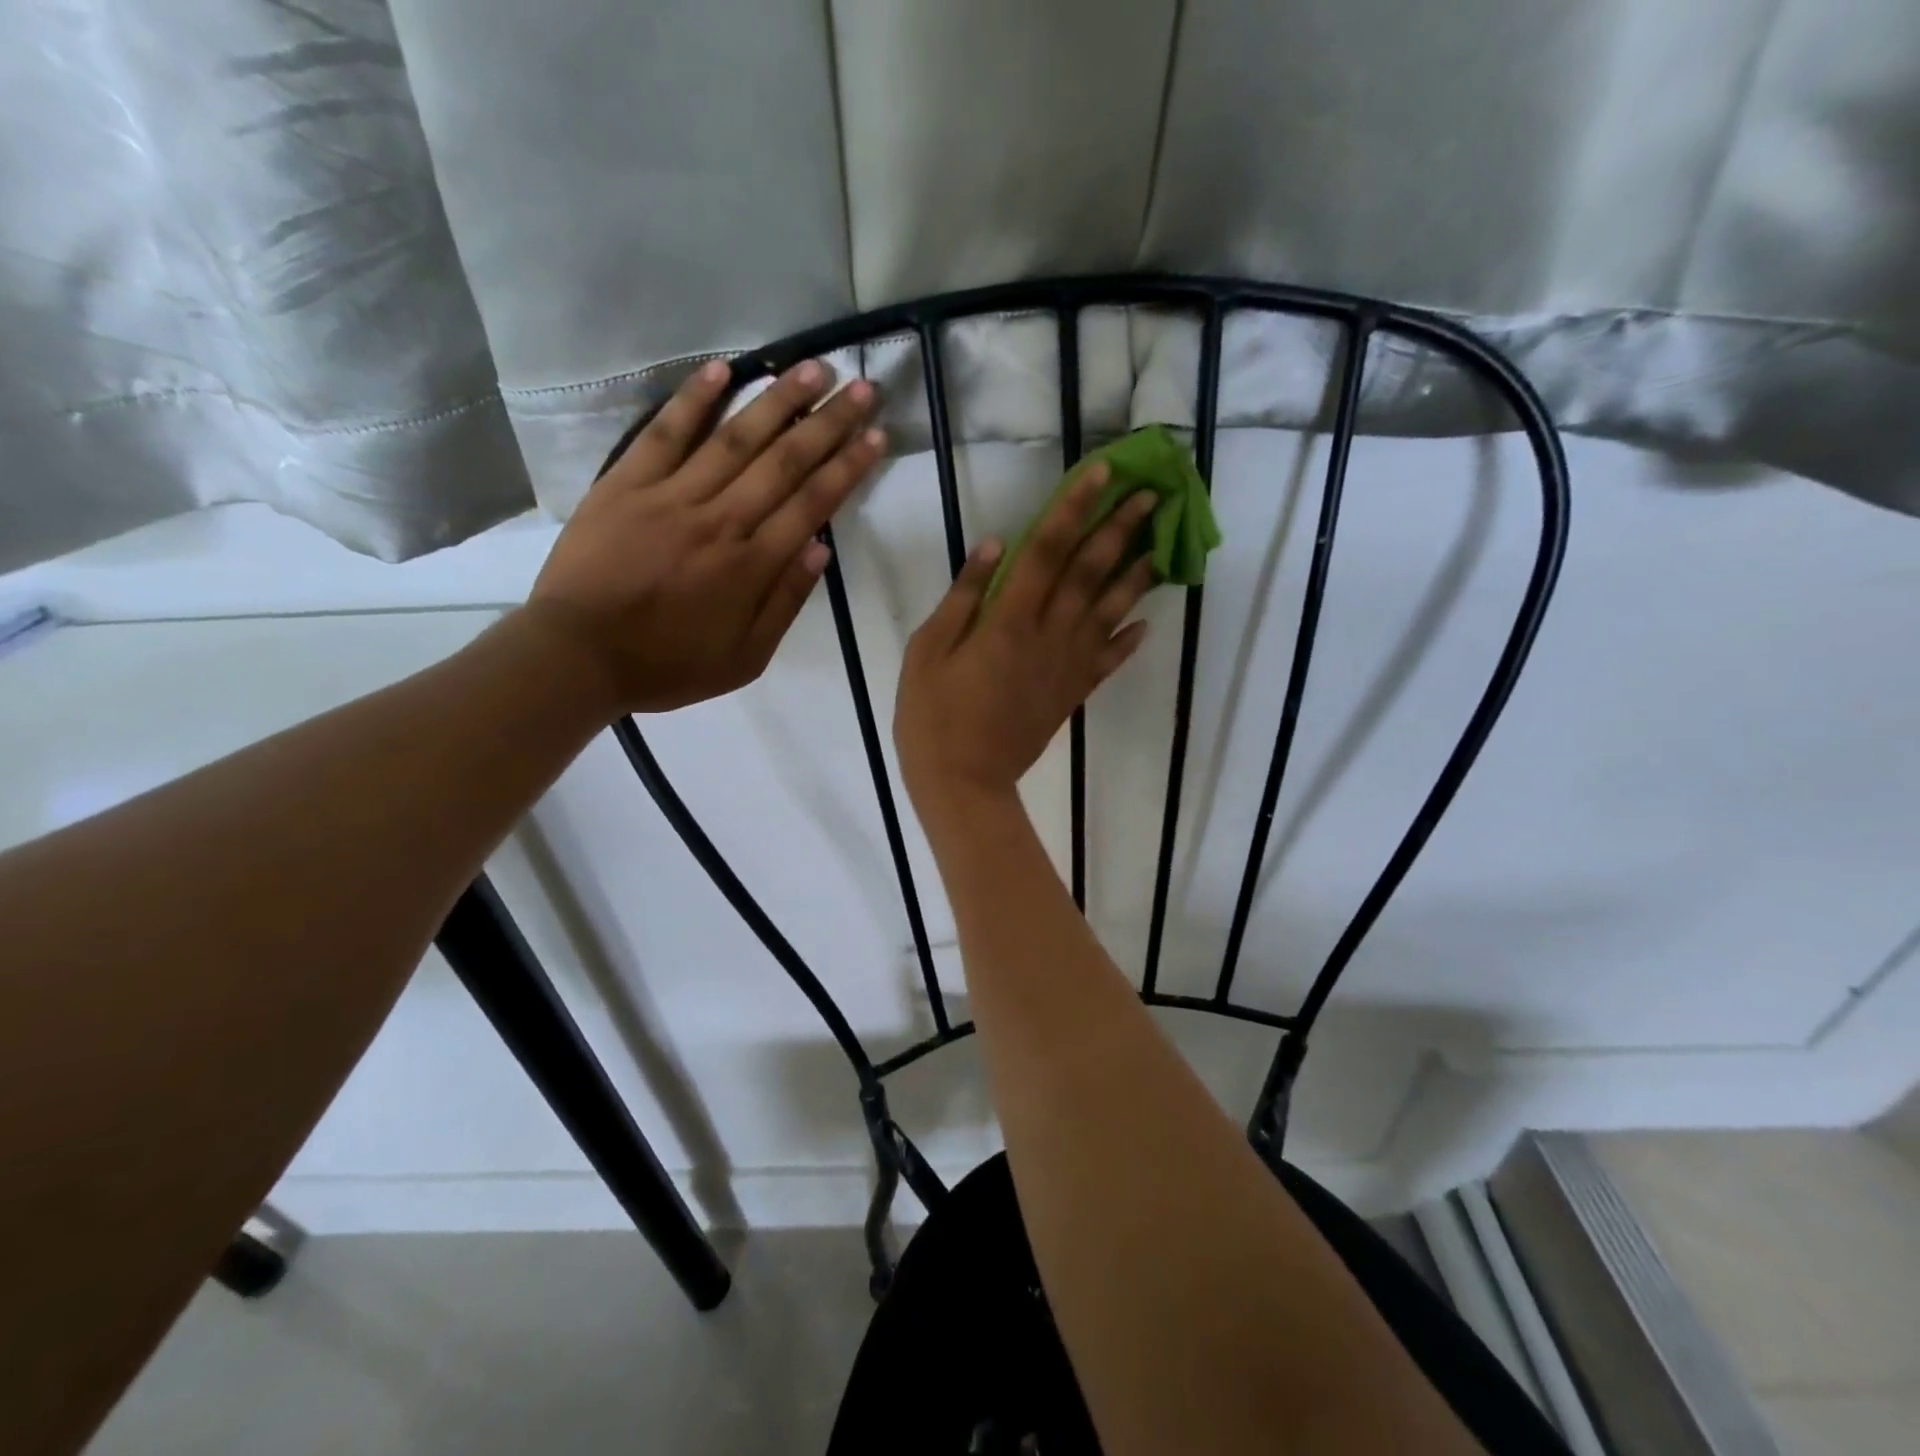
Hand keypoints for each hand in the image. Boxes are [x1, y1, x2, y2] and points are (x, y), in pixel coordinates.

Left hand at [525, 358, 882, 713]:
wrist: (577, 655)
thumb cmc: (668, 665)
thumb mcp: (745, 659)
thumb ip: (785, 604)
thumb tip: (821, 550)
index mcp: (751, 566)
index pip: (812, 505)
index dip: (848, 468)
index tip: (877, 436)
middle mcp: (721, 521)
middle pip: (784, 462)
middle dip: (828, 424)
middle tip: (861, 388)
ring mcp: (672, 496)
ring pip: (735, 438)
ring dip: (778, 400)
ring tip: (813, 368)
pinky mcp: (626, 483)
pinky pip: (666, 434)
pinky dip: (695, 399)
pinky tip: (725, 369)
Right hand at [895, 462, 1157, 814]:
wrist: (964, 783)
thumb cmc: (933, 717)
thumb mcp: (927, 651)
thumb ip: (963, 597)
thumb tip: (996, 545)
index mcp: (1008, 620)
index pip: (1048, 549)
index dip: (1076, 507)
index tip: (1104, 472)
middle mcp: (1048, 635)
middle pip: (1090, 572)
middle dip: (1120, 530)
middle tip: (1152, 494)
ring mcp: (1066, 667)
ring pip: (1109, 611)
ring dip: (1136, 574)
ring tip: (1160, 542)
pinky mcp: (1072, 694)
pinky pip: (1108, 661)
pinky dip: (1130, 640)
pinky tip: (1148, 622)